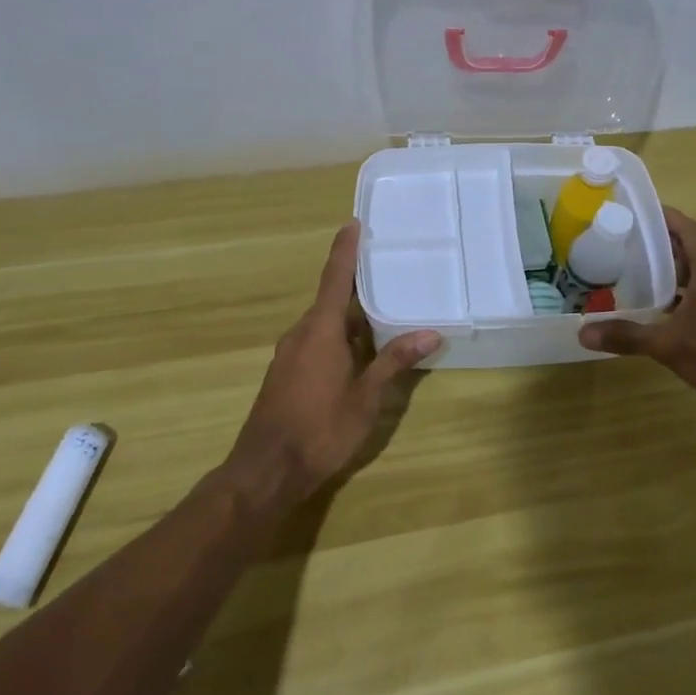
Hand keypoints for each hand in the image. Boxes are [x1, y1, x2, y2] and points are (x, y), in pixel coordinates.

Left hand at [227, 222, 440, 509]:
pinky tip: (359, 352)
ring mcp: (289, 354)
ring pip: (324, 324)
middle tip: (387, 271)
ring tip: (383, 313)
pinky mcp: (285, 373)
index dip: (345, 250)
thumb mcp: (366, 397)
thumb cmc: (320, 429)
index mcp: (320, 330)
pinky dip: (338, 337)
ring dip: (350, 317)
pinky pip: (315, 341)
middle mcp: (301, 333)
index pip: (335, 278)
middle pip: (331, 300)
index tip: (353, 223)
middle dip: (356, 286)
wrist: (266, 471)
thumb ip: (394, 362)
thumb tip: (430, 333)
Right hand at [578, 207, 695, 419]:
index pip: (686, 227)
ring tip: (630, 266)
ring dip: (667, 266)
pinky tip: (653, 304)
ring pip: (692, 270)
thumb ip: (627, 335)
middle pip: (688, 246)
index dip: (663, 215)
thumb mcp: (669, 344)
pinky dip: (675, 291)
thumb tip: (582, 332)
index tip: (633, 210)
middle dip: (658, 241)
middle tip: (622, 239)